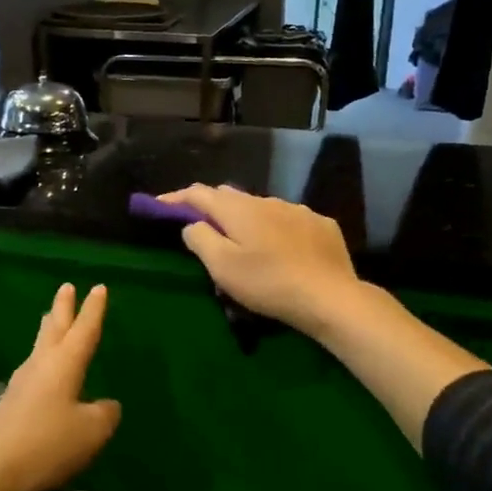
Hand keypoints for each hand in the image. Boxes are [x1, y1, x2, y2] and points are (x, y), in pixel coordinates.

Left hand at [0, 283, 121, 490]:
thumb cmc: (49, 445)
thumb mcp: (92, 431)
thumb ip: (105, 413)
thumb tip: (106, 405)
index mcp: (64, 363)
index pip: (84, 329)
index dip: (94, 310)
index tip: (99, 287)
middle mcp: (41, 365)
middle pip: (54, 328)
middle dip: (63, 307)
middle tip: (66, 287)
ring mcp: (22, 383)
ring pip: (40, 346)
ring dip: (49, 330)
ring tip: (52, 319)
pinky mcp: (11, 403)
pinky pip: (33, 369)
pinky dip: (43, 358)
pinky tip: (44, 371)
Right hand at [158, 185, 361, 335]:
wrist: (330, 297)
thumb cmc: (268, 283)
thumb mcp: (223, 267)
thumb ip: (201, 240)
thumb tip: (192, 224)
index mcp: (238, 209)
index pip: (199, 193)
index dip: (177, 198)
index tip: (160, 205)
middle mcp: (267, 200)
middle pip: (230, 196)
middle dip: (211, 207)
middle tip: (201, 226)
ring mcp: (298, 210)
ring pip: (262, 207)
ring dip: (247, 219)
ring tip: (245, 242)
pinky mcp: (321, 225)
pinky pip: (290, 220)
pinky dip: (277, 229)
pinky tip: (282, 249)